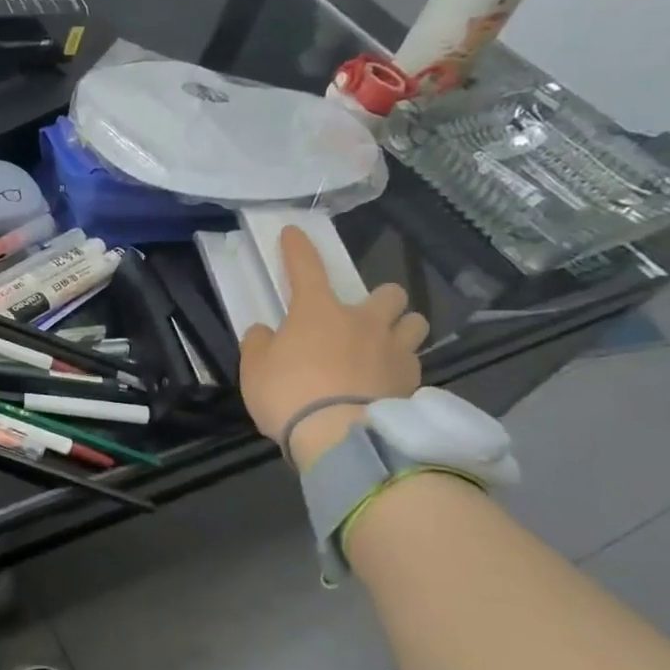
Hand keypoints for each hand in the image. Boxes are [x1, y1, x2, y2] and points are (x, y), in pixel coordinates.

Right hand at [239, 226, 428, 470]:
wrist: (340, 437)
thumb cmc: (289, 394)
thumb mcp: (254, 370)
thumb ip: (259, 345)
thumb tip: (265, 332)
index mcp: (319, 311)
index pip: (306, 268)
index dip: (298, 248)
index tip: (294, 233)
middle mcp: (363, 321)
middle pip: (388, 293)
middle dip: (379, 300)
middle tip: (362, 317)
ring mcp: (394, 351)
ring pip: (414, 323)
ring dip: (401, 329)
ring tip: (386, 346)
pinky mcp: (413, 382)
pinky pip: (415, 363)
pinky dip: (402, 368)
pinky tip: (388, 383)